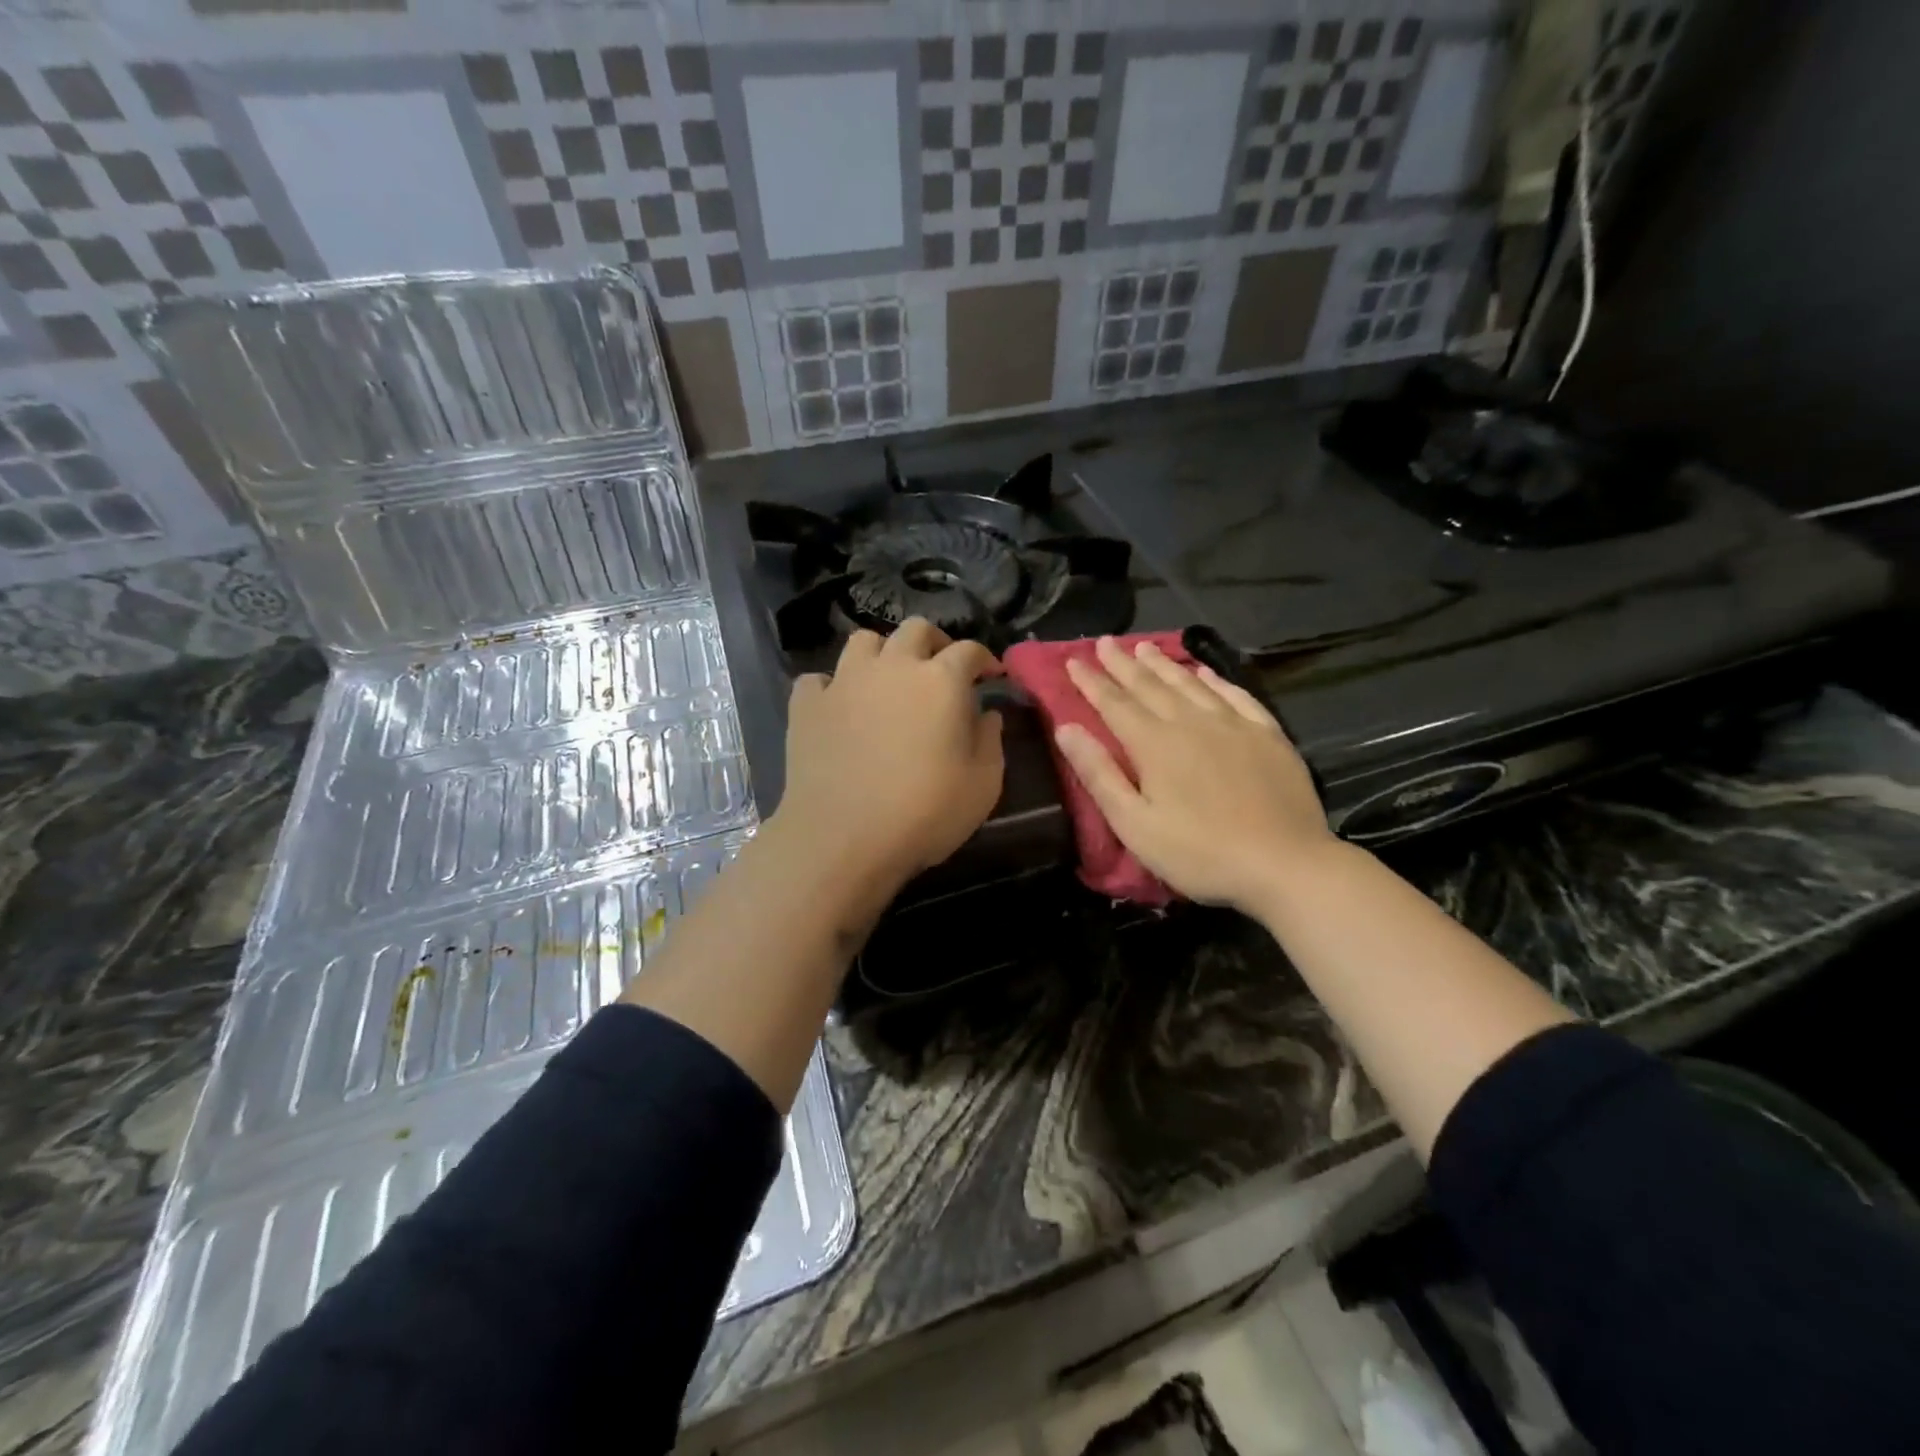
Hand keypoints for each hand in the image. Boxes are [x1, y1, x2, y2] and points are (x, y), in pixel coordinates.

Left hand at [773, 618, 1004, 888]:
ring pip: (863, 641)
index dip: (984, 658)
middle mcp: (893, 666)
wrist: (843, 838)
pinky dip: (832, 687)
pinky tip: (839, 707)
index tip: (991, 675)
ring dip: (882, 652)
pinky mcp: (807, 705)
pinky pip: (818, 679)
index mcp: (941, 680)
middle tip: (941, 668)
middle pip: (915, 629)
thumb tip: (988, 714)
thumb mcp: (983, 785)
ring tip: (887, 679)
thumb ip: (991, 741)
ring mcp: (844, 681)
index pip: (968, 650)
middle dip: (934, 642)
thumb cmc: (925, 813)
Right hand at [1053, 637, 1335, 913]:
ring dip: (1164, 664)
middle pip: (1150, 686)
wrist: (1285, 864)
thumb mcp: (1135, 824)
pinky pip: (1236, 695)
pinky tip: (1206, 672)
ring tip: (1145, 647)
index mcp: (1155, 744)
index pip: (1114, 703)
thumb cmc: (1200, 854)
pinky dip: (1216, 680)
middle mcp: (1191, 722)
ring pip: (1190, 683)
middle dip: (1123, 664)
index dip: (1091, 682)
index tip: (1072, 660)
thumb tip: (1066, 728)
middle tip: (1105, 642)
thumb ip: (1099, 774)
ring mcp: (1234, 725)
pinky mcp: (1268, 735)